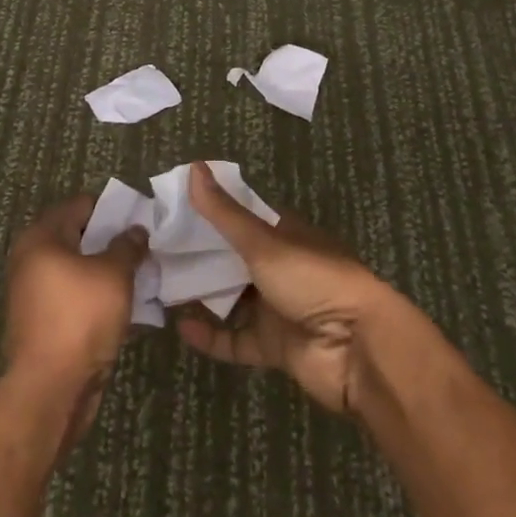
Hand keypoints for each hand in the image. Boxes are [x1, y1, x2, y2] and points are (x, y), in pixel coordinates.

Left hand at [2, 195, 147, 447]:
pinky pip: (74, 298)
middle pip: (77, 238)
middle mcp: (30, 259)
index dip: (112, 209)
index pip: (80, 205)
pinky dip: (96, 297)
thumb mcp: (114, 274)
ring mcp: (34, 294)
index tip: (141, 218)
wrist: (50, 390)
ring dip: (106, 272)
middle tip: (144, 246)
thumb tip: (135, 230)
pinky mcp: (42, 323)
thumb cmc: (81, 318)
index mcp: (41, 237)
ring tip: (140, 274)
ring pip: (77, 271)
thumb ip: (127, 246)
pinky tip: (125, 305)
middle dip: (110, 242)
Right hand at [174, 161, 393, 414]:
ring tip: (160, 287)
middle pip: (234, 259)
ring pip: (232, 300)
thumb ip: (225, 212)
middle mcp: (282, 268)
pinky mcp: (275, 347)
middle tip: (157, 251)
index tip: (174, 210)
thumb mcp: (264, 241)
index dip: (211, 212)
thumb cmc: (313, 280)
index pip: (242, 217)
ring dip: (202, 295)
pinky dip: (211, 336)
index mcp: (286, 234)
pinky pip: (236, 340)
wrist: (358, 349)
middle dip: (200, 256)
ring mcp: (278, 309)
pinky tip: (181, 327)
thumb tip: (193, 167)